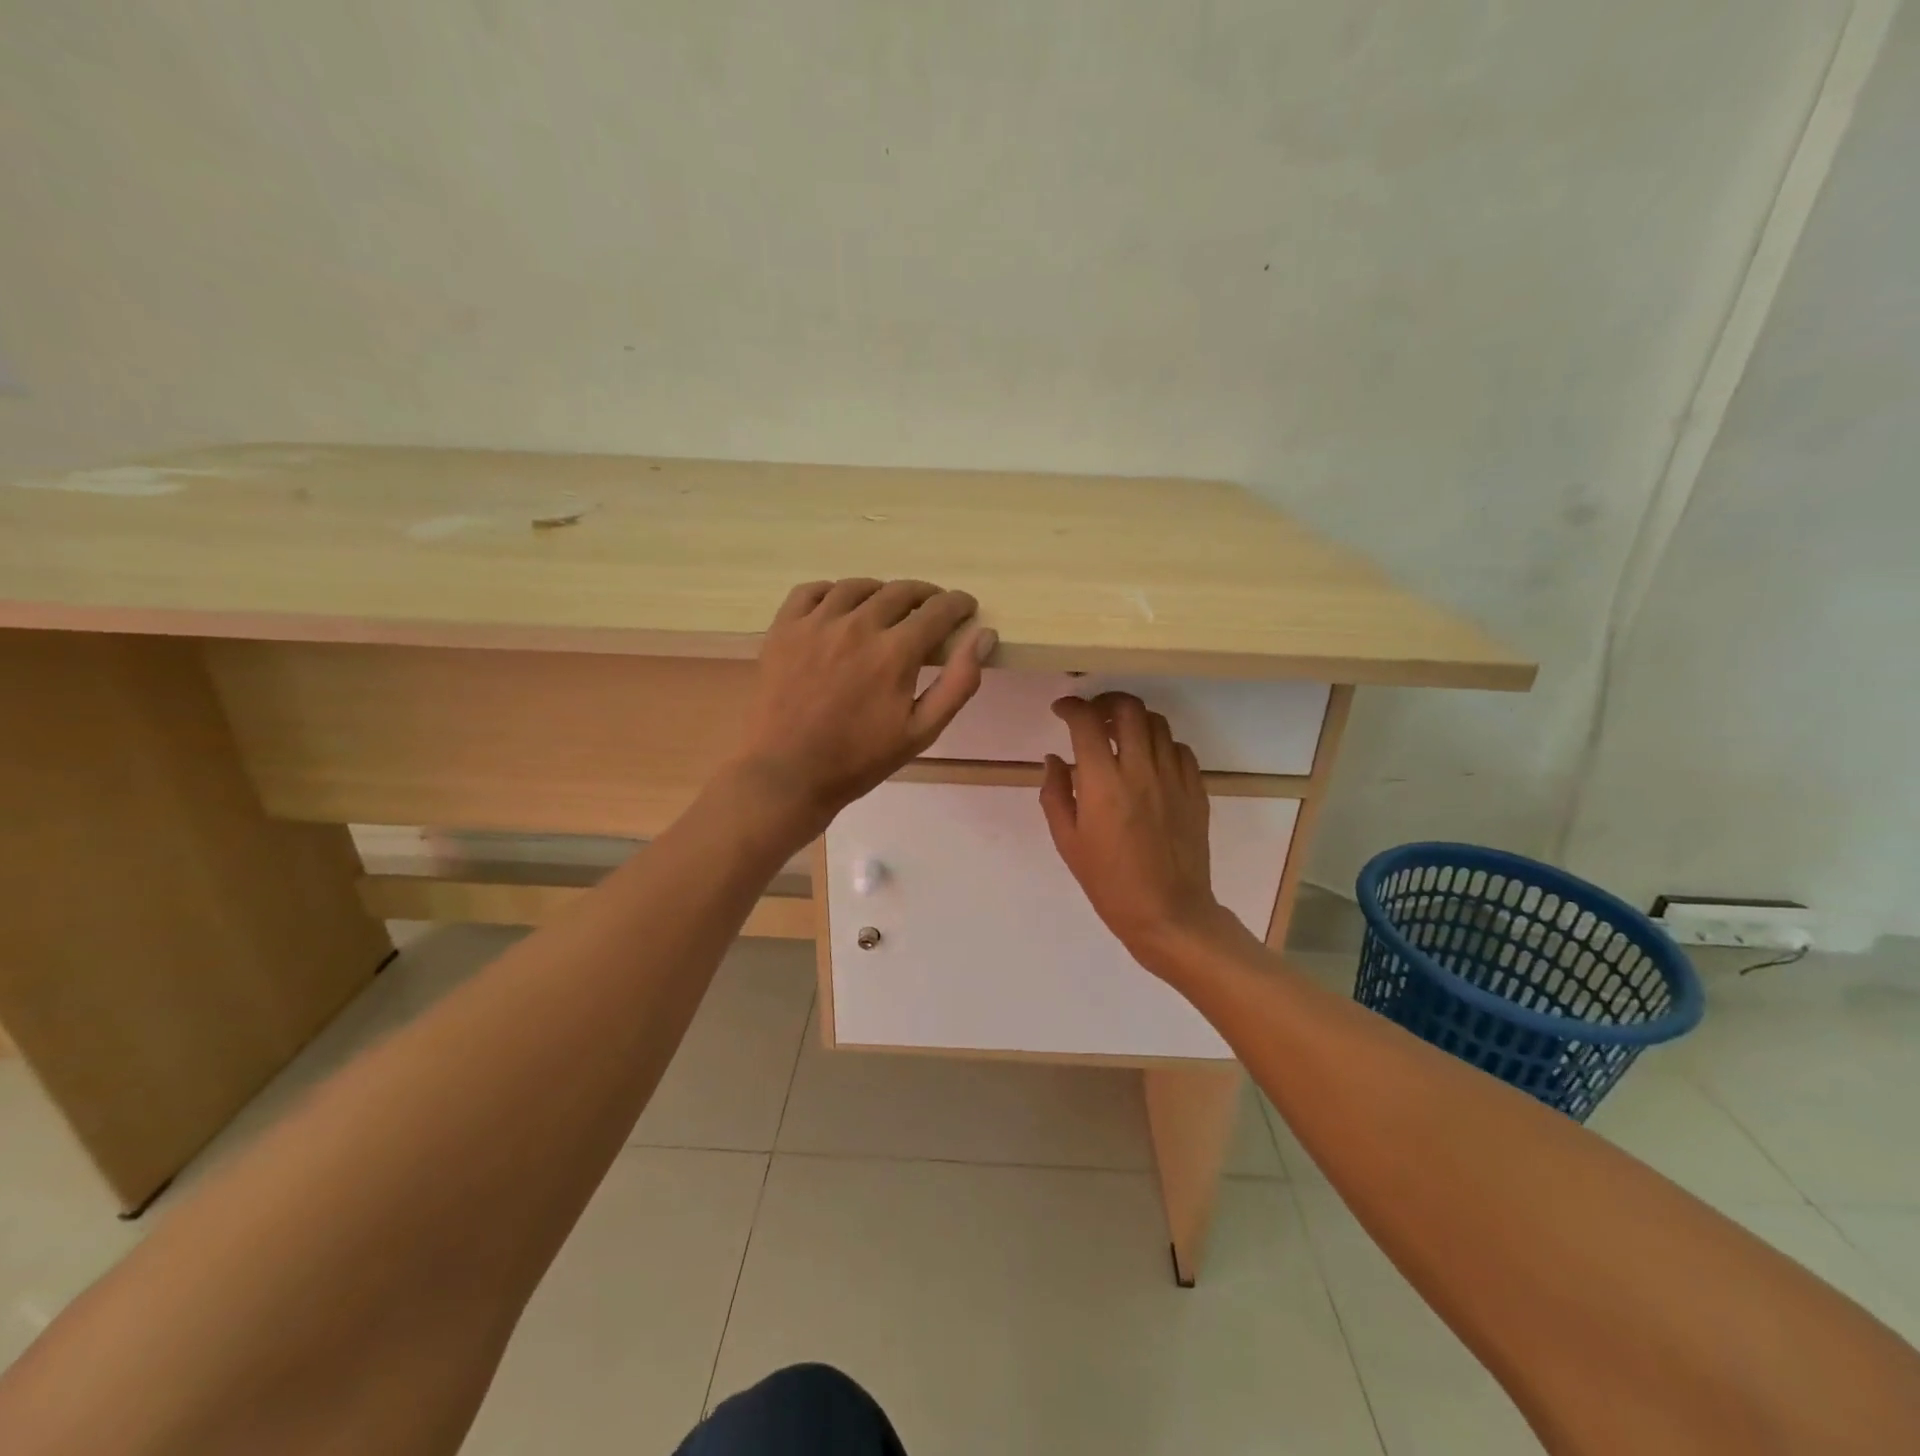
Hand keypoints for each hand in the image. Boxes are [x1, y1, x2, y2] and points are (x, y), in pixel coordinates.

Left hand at [731, 578, 995, 836]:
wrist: (786, 775)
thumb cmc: (858, 760)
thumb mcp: (921, 732)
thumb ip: (958, 682)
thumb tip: (984, 636)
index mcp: (895, 652)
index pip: (938, 610)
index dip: (958, 605)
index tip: (965, 608)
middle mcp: (857, 625)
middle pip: (900, 591)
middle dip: (926, 595)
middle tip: (932, 608)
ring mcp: (815, 623)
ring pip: (857, 587)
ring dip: (881, 592)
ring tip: (887, 607)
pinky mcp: (783, 629)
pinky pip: (811, 591)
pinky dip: (832, 592)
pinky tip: (839, 607)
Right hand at [1039, 693, 1242, 972]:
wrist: (1168, 913)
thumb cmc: (1109, 882)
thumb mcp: (1067, 841)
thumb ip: (1055, 794)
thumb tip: (1055, 759)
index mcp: (1103, 783)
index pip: (1086, 722)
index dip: (1071, 707)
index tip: (1061, 710)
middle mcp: (1140, 770)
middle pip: (1128, 709)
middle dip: (1105, 701)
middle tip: (1092, 714)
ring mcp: (1173, 778)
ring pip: (1158, 723)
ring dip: (1134, 720)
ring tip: (1120, 734)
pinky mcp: (1196, 790)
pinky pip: (1180, 749)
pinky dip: (1161, 744)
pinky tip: (1149, 760)